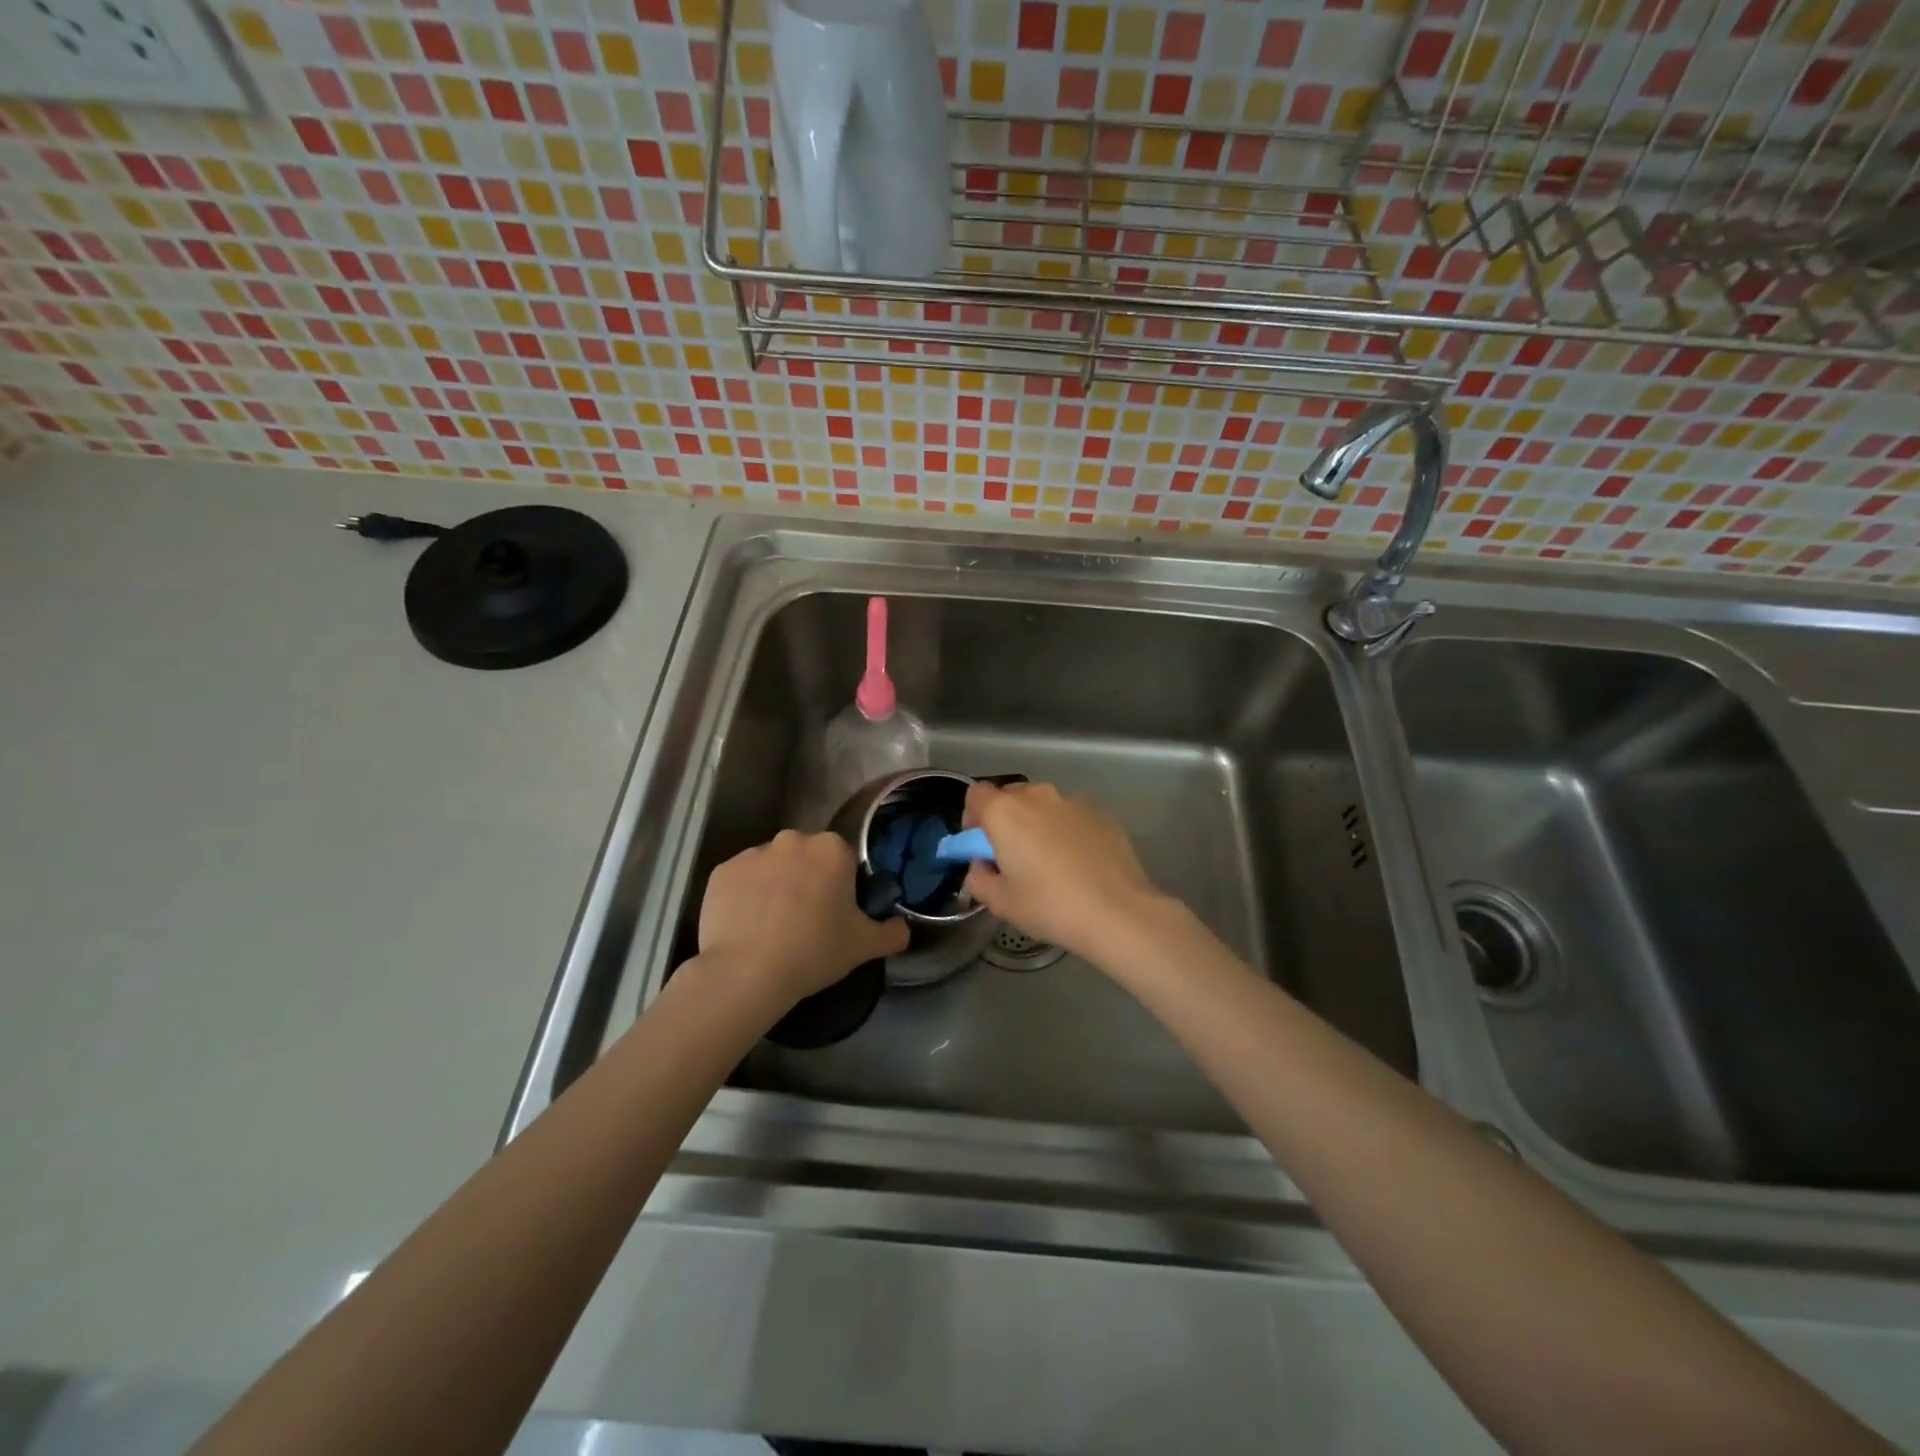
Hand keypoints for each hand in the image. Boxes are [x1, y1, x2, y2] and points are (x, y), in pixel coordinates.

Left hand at [696, 830, 908, 1010]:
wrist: (746, 972)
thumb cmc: (814, 951)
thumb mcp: (864, 946)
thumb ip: (892, 933)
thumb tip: (903, 928)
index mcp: (831, 849)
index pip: (843, 859)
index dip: (842, 886)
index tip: (837, 914)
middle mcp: (792, 840)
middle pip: (806, 857)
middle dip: (808, 879)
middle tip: (806, 920)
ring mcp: (752, 854)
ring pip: (772, 866)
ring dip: (776, 885)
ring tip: (772, 927)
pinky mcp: (720, 872)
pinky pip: (741, 880)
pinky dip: (745, 896)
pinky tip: (746, 926)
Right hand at [962, 781, 1171, 963]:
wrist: (1117, 911)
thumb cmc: (1050, 906)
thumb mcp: (1001, 903)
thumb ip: (979, 879)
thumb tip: (983, 867)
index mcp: (1005, 813)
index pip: (975, 795)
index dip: (972, 818)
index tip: (980, 845)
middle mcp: (1037, 796)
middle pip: (1010, 796)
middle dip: (1006, 820)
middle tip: (1013, 855)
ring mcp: (1072, 801)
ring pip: (1043, 804)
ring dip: (1038, 823)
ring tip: (1051, 860)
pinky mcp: (1101, 812)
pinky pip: (1071, 815)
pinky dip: (1067, 829)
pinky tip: (1080, 862)